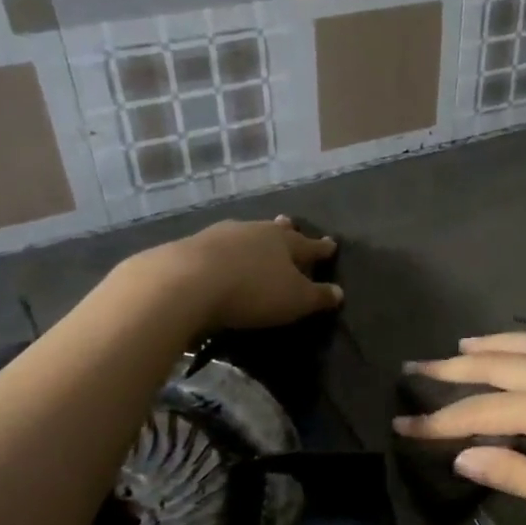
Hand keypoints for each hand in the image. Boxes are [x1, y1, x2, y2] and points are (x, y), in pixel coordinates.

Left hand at [125, 216, 341, 332]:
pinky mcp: (190, 246)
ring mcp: (219, 235)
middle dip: (284, 231)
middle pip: (274, 231)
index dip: (321, 249)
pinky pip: (216, 247)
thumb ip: (317, 297)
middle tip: (289, 224)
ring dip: (251, 238)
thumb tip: (339, 292)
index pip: (309, 246)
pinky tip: (219, 257)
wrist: (185, 282)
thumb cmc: (253, 291)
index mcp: (285, 242)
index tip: (331, 244)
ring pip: (244, 234)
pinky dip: (223, 252)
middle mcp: (254, 231)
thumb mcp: (295, 301)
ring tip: (253, 241)